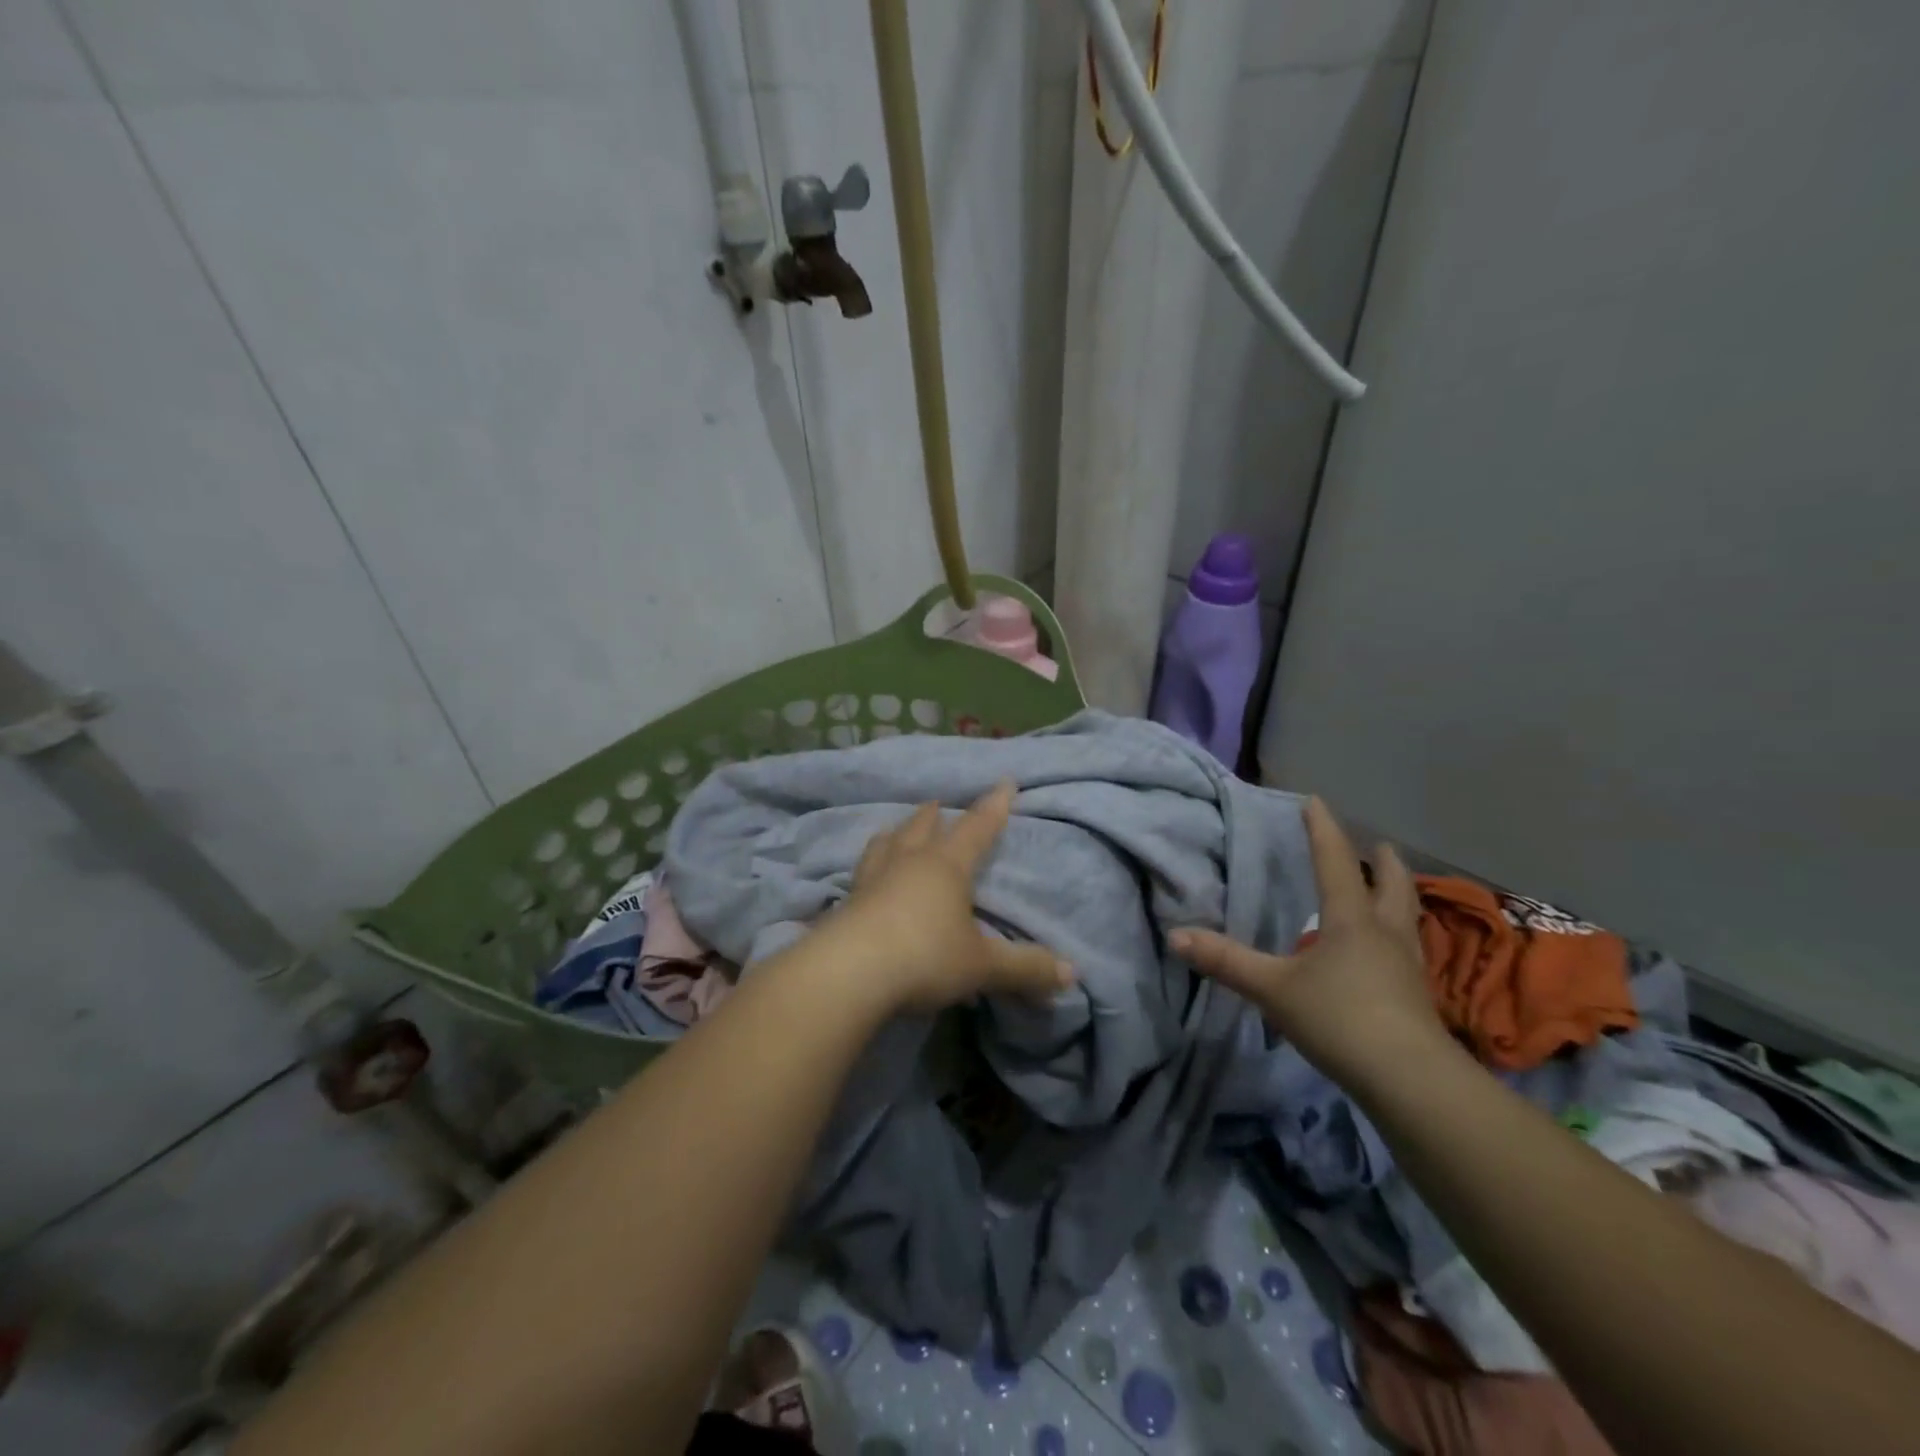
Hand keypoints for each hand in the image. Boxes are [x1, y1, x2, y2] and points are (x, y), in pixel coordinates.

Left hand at [833, 782, 1073, 1013]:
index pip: (977, 829)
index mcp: (945, 866)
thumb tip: (1072, 974)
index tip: (1005, 782)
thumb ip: (1025, 968)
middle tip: (938, 803)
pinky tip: (864, 879)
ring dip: (894, 834)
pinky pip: (860, 876)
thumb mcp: (982, 966)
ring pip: (884, 845)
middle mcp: (907, 863)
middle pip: (921, 828)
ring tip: (894, 830)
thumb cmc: (924, 956)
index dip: (994, 807)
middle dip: (934, 815)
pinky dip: (868, 869)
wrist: (848, 974)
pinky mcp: (845, 905)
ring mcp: (871, 881)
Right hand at [1170, 798, 1450, 1093]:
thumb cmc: (1340, 1019)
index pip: (1335, 861)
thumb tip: (1175, 935)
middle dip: (1383, 862)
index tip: (1315, 801)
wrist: (1411, 1081)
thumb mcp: (1273, 988)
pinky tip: (1385, 953)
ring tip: (1389, 889)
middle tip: (1379, 845)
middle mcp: (1385, 934)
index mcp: (1351, 920)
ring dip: (1398, 896)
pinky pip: (1408, 951)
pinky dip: (1397, 936)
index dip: (1323, 829)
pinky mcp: (1416, 998)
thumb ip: (1226, 961)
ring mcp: (1407, 966)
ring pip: (1407, 918)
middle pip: (1393, 885)